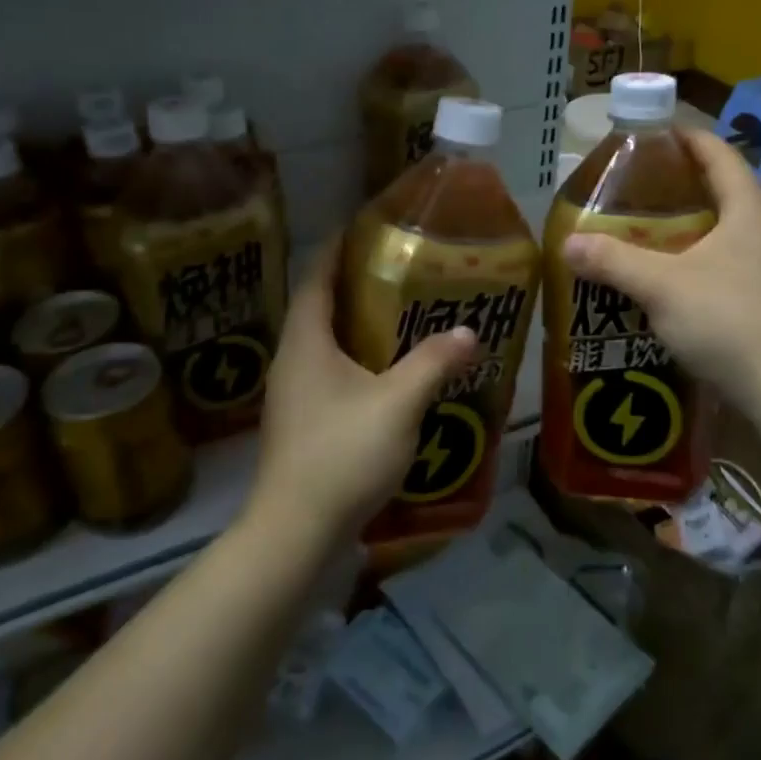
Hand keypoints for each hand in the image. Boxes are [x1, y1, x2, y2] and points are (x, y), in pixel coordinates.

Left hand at [251, 240, 478, 547]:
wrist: (296, 532)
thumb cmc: (342, 453)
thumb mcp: (398, 403)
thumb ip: (433, 362)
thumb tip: (467, 332)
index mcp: (305, 342)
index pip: (316, 277)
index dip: (337, 248)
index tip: (366, 227)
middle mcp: (293, 361)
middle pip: (321, 307)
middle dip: (356, 285)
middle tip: (402, 270)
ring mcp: (294, 395)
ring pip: (327, 344)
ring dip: (359, 325)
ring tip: (404, 315)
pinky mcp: (304, 423)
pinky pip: (332, 374)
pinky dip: (359, 360)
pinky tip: (391, 373)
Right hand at [561, 129, 760, 406]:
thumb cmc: (726, 319)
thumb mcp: (661, 285)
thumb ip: (613, 260)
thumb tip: (567, 243)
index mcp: (748, 210)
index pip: (719, 154)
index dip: (687, 138)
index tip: (651, 134)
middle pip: (720, 189)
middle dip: (678, 183)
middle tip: (633, 186)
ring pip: (720, 229)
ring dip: (684, 224)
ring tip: (640, 228)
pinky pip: (722, 262)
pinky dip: (691, 257)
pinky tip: (662, 275)